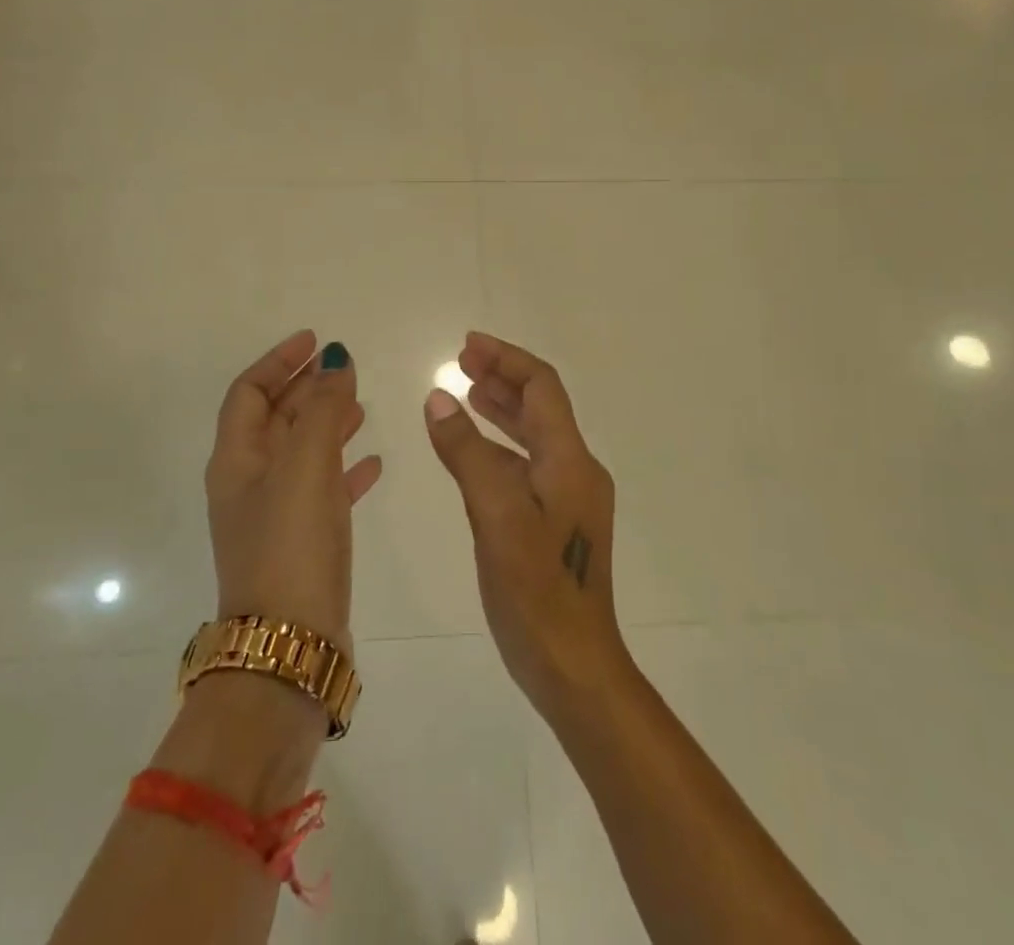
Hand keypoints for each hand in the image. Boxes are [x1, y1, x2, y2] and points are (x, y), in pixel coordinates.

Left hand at [205, 332, 383, 652]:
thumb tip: (334, 361)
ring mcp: (275, 515)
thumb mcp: (306, 466)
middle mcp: (249, 483)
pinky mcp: (302, 542)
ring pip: (302, 452)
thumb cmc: (290, 544)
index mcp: (237, 460)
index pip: (250, 393)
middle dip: (306, 388)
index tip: (315, 340)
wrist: (289, 645)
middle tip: (344, 367)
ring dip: (327, 423)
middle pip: (276, 418)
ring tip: (360, 405)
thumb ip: (322, 409)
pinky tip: (374, 462)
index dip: (279, 361)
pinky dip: (345, 467)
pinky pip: (324, 489)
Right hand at [423, 332, 626, 716]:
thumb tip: (438, 398)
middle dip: (501, 378)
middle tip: (459, 361)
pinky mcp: (556, 523)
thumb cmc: (536, 592)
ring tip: (463, 392)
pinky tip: (472, 452)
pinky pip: (526, 467)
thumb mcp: (495, 516)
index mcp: (570, 461)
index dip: (506, 360)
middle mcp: (575, 471)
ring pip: (532, 436)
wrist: (575, 668)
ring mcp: (568, 499)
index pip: (542, 388)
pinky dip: (498, 448)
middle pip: (540, 407)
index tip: (467, 345)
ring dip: (500, 410)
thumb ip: (467, 453)